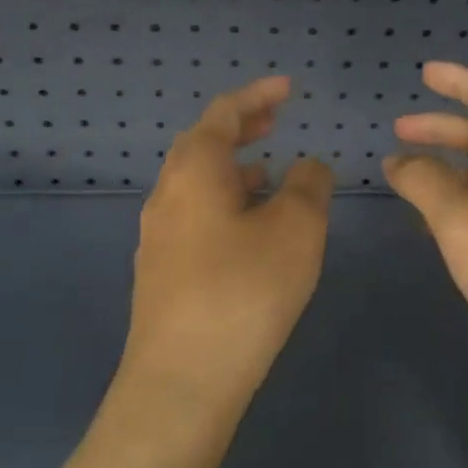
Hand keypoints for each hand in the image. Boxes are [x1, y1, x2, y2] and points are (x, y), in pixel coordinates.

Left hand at [115, 77, 333, 418]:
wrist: (182, 380)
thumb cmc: (244, 292)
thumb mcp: (295, 230)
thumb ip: (308, 186)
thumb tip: (308, 165)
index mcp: (194, 172)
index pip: (223, 114)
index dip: (257, 95)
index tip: (288, 88)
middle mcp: (167, 196)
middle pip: (202, 146)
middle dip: (241, 128)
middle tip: (276, 121)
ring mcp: (158, 236)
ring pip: (197, 185)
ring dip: (233, 170)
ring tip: (270, 172)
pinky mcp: (162, 272)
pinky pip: (195, 218)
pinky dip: (225, 204)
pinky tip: (249, 230)